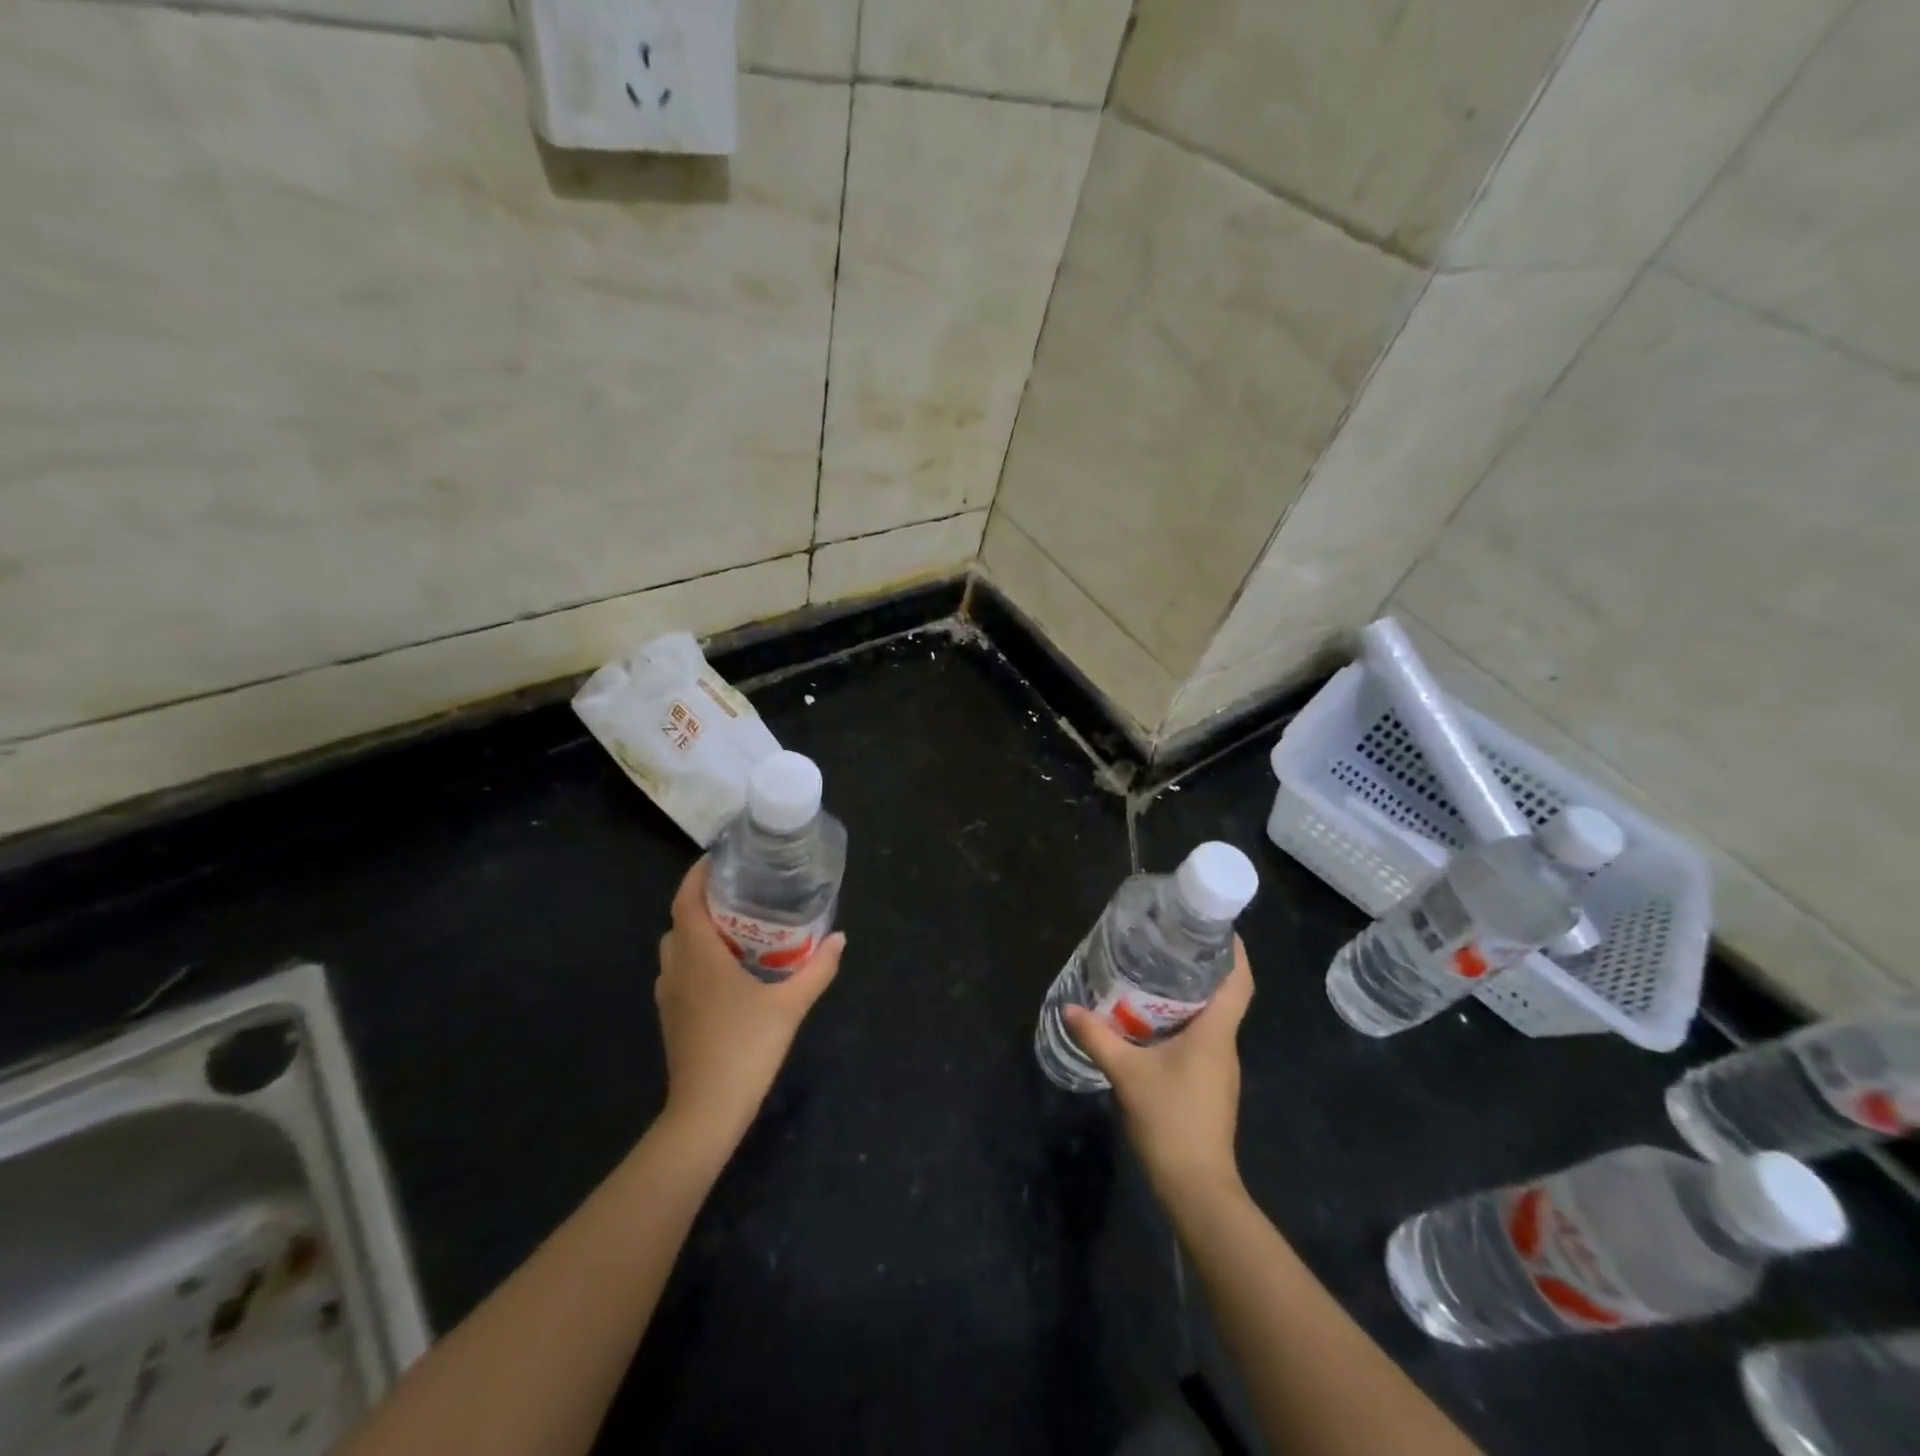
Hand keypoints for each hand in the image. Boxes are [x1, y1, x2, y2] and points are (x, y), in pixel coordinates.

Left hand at [655, 858, 843, 1149]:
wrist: (706, 1111)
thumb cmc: (746, 1048)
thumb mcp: (790, 1005)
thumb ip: (817, 969)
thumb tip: (841, 937)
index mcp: (699, 955)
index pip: (686, 901)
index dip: (697, 875)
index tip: (721, 858)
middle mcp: (676, 968)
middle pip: (680, 921)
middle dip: (704, 901)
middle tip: (741, 892)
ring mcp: (668, 994)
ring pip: (677, 948)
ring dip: (699, 931)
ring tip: (737, 927)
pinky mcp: (671, 1016)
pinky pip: (679, 971)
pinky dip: (697, 958)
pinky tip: (728, 970)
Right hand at [1065, 938, 1250, 1200]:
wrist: (1196, 1186)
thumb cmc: (1170, 1120)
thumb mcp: (1126, 1073)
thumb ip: (1098, 1037)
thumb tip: (1070, 1009)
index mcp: (1216, 1034)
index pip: (1240, 982)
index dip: (1234, 952)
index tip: (1215, 927)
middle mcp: (1225, 1045)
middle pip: (1224, 995)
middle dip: (1202, 968)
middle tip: (1169, 944)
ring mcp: (1220, 1069)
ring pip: (1211, 1019)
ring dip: (1189, 997)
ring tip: (1155, 975)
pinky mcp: (1210, 1086)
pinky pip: (1201, 1040)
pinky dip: (1182, 1023)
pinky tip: (1152, 1022)